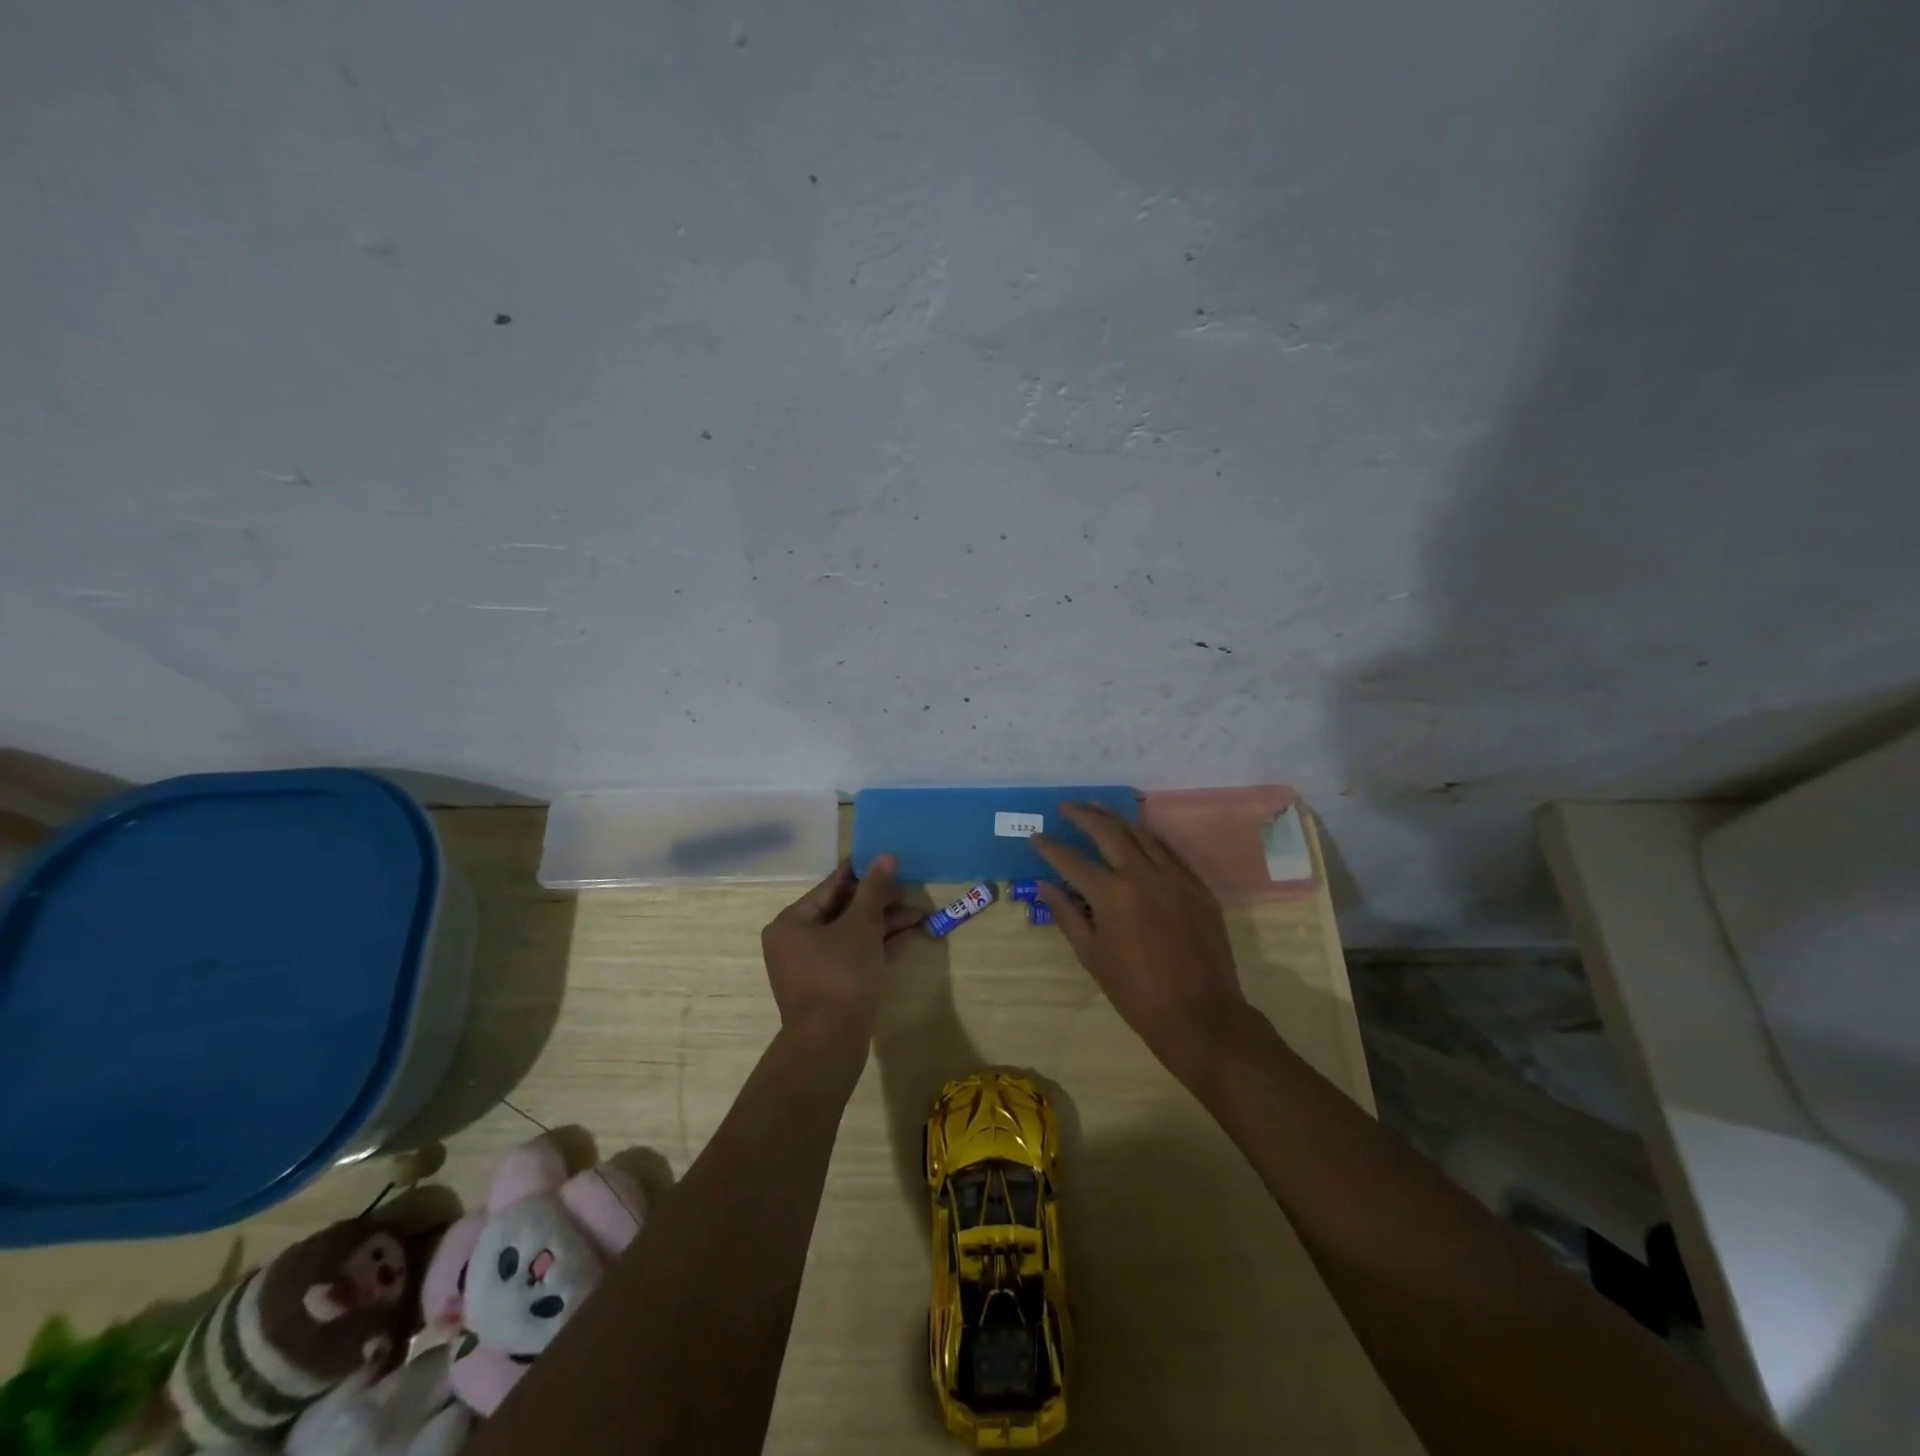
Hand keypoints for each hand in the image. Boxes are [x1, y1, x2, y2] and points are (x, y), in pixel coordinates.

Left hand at [760, 856, 921, 1036]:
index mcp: (792, 922)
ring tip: (919, 914)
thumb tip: (886, 855)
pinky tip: (909, 935)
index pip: (831, 886)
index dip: (862, 872)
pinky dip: (878, 945)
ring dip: (884, 924)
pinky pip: (855, 955)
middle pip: (843, 910)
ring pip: (852, 934)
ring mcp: (813, 966)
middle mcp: (796, 941)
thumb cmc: (840, 975)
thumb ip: (874, 890)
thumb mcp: (861, 926)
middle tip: (910, 889)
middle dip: (879, 902)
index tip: (888, 859)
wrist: (830, 1044)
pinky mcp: (830, 986)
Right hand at [1031, 805, 1248, 1079]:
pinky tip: (1138, 833)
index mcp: (1112, 895)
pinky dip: (1149, 837)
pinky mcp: (1197, 887)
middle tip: (1066, 807)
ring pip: (1142, 834)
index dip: (1050, 847)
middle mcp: (1143, 875)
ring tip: (1098, 808)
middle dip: (1083, 816)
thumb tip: (1045, 885)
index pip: (1072, 860)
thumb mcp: (1092, 956)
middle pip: (1108, 832)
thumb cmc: (1136, 992)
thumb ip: (1067, 915)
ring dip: (1117, 819)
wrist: (1199, 1014)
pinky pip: (1169, 851)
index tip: (1035, 837)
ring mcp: (1175, 877)